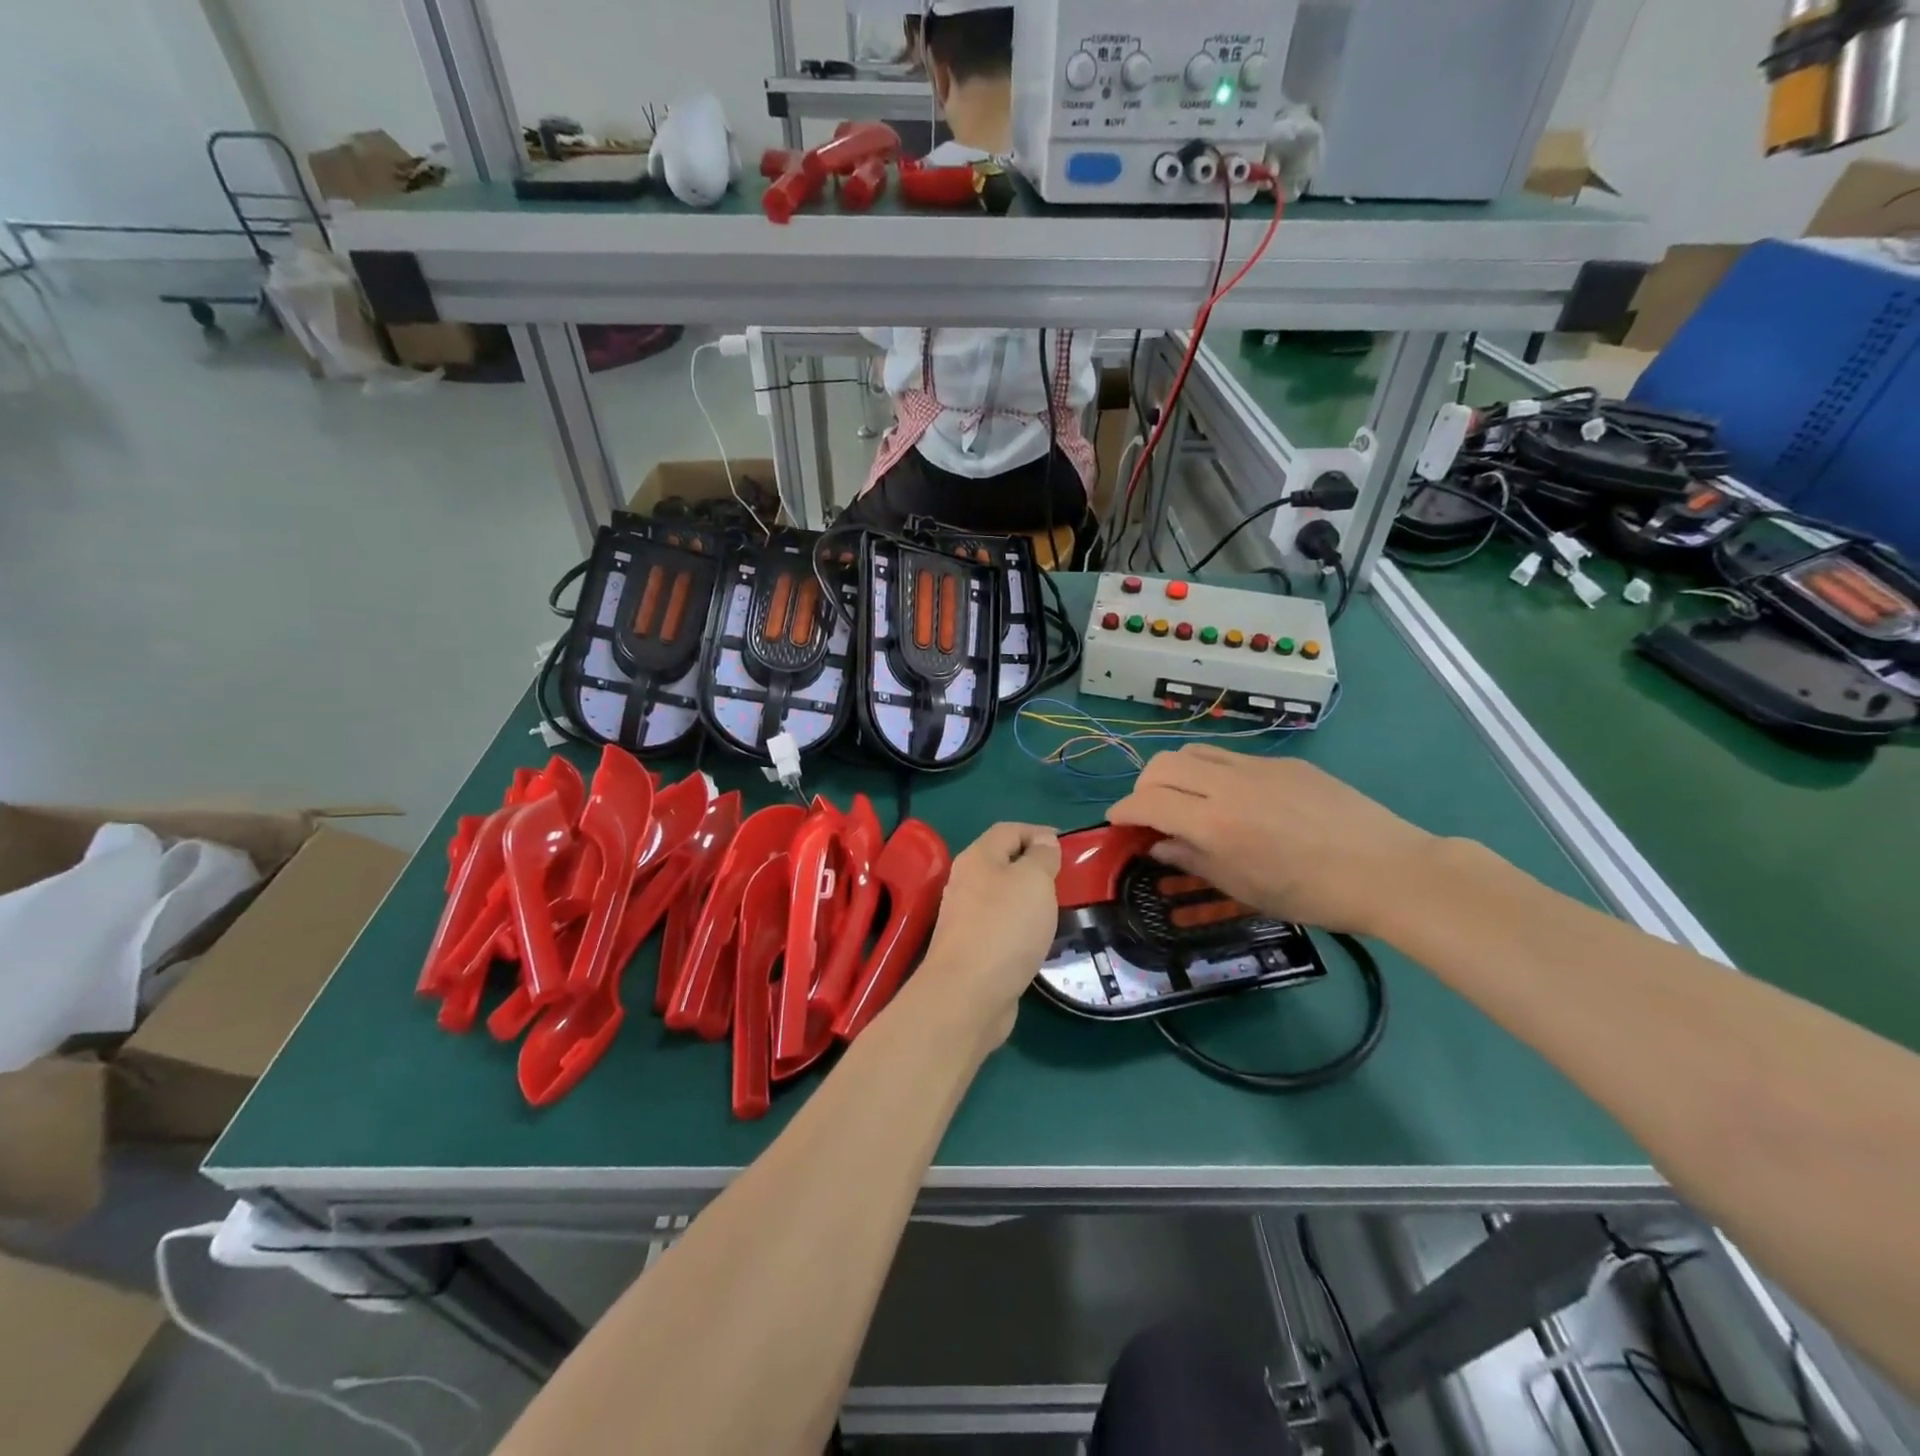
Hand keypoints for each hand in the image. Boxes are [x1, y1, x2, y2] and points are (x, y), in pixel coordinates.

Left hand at [918, 823, 1061, 1049]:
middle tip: (1068, 880)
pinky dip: (1022, 927)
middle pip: (1003, 862)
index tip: (1070, 847)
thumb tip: (1044, 841)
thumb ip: (1042, 856)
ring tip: (1060, 910)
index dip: (1039, 831)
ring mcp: (966, 917)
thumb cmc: (1005, 927)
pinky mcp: (972, 949)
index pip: (1009, 830)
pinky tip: (1040, 940)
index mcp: (978, 857)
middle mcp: (966, 882)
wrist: (968, 994)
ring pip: (1003, 896)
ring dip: (1029, 899)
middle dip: (1036, 866)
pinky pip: (1002, 927)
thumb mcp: (1034, 880)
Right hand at [1106, 746, 1435, 936]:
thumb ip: (1192, 860)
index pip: (1147, 801)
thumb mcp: (1244, 888)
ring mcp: (1257, 766)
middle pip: (1161, 765)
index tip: (1117, 823)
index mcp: (1215, 823)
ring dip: (1174, 772)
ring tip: (1185, 799)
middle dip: (1143, 786)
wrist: (1387, 870)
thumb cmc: (1312, 894)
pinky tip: (1234, 799)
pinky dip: (1211, 772)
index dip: (1123, 810)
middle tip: (1150, 812)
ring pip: (1192, 751)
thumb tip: (1158, 845)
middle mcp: (1228, 784)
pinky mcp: (1283, 762)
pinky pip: (1229, 756)